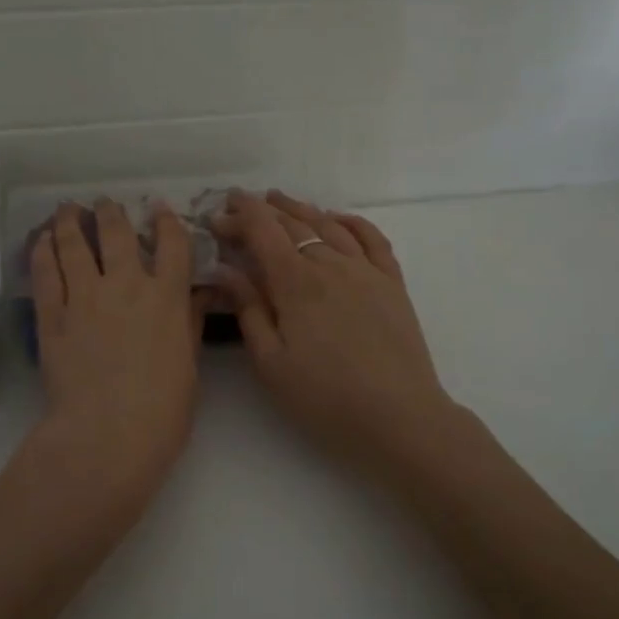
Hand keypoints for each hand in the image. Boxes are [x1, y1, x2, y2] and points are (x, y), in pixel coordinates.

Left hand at [28, 200, 205, 521]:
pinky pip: (46, 273)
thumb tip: (198, 295)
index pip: (172, 245)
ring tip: (67, 209)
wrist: (107, 435)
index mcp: (167, 297)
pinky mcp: (52, 316)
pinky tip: (41, 240)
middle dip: (111, 213)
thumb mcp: (189, 366)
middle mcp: (126, 286)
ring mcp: (85, 297)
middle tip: (104, 203)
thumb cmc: (163, 411)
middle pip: (116, 234)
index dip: (166, 222)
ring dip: (70, 222)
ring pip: (74, 245)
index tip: (159, 208)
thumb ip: (190, 324)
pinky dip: (43, 252)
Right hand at [214, 191, 457, 479]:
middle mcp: (331, 265)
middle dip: (262, 211)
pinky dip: (351, 221)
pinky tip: (337, 218)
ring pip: (329, 225)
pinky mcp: (392, 284)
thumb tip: (224, 268)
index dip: (239, 217)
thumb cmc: (325, 397)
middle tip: (240, 206)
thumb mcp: (271, 362)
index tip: (218, 213)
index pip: (263, 232)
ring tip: (280, 200)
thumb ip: (248, 309)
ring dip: (301, 209)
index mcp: (296, 283)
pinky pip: (372, 238)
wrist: (399, 417)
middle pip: (293, 224)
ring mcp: (366, 271)